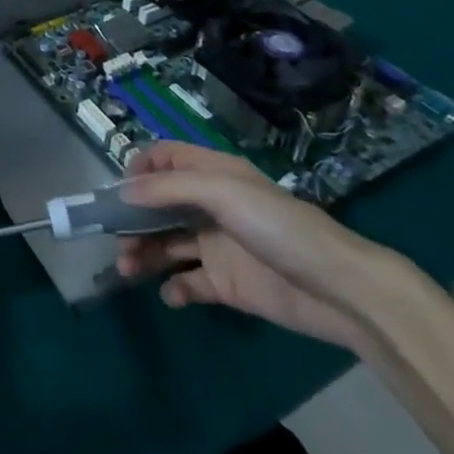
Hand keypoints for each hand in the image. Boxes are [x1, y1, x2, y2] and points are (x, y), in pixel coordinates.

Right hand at [117, 142, 400, 353]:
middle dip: (132, 218)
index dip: (139, 169)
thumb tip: (122, 192)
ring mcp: (218, 246)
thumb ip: (169, 189)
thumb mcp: (222, 192)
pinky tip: (171, 294)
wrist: (339, 290)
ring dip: (143, 253)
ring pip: (167, 243)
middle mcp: (211, 206)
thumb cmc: (279, 227)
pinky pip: (189, 283)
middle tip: (114, 239)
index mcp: (213, 175)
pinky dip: (174, 288)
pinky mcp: (227, 284)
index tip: (117, 192)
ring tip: (127, 269)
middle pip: (159, 204)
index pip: (166, 159)